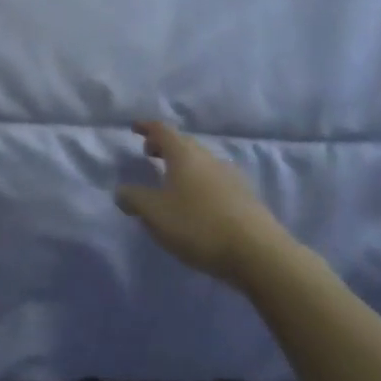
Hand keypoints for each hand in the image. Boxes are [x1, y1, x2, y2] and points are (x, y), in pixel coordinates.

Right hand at [117, 123, 276, 279]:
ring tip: (171, 180)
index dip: (146, 127)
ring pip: (201, 162)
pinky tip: (196, 202)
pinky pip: (214, 179)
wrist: (259, 253)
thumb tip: (122, 191)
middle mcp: (208, 158)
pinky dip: (199, 182)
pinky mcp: (245, 197)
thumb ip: (134, 199)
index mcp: (184, 154)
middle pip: (183, 143)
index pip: (162, 130)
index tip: (134, 128)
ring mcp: (230, 176)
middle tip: (149, 153)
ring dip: (183, 165)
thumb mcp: (155, 214)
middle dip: (164, 145)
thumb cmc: (198, 225)